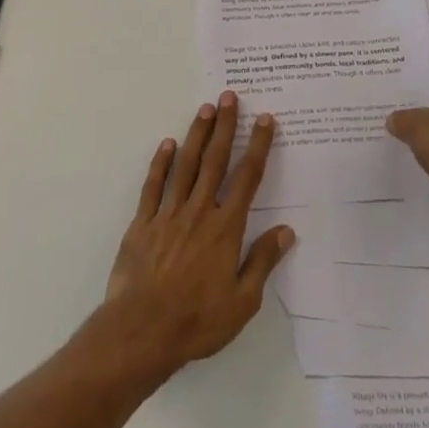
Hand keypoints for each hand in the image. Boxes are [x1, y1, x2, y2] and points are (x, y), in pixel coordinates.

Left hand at [103, 92, 293, 372]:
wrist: (142, 331)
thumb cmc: (198, 321)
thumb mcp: (242, 301)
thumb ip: (262, 262)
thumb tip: (286, 231)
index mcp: (226, 228)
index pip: (247, 178)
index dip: (258, 147)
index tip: (265, 120)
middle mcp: (198, 211)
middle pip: (215, 160)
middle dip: (225, 126)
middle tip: (229, 96)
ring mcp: (168, 214)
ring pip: (186, 165)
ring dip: (197, 135)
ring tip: (205, 109)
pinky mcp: (142, 223)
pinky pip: (153, 186)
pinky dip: (160, 163)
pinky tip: (167, 144)